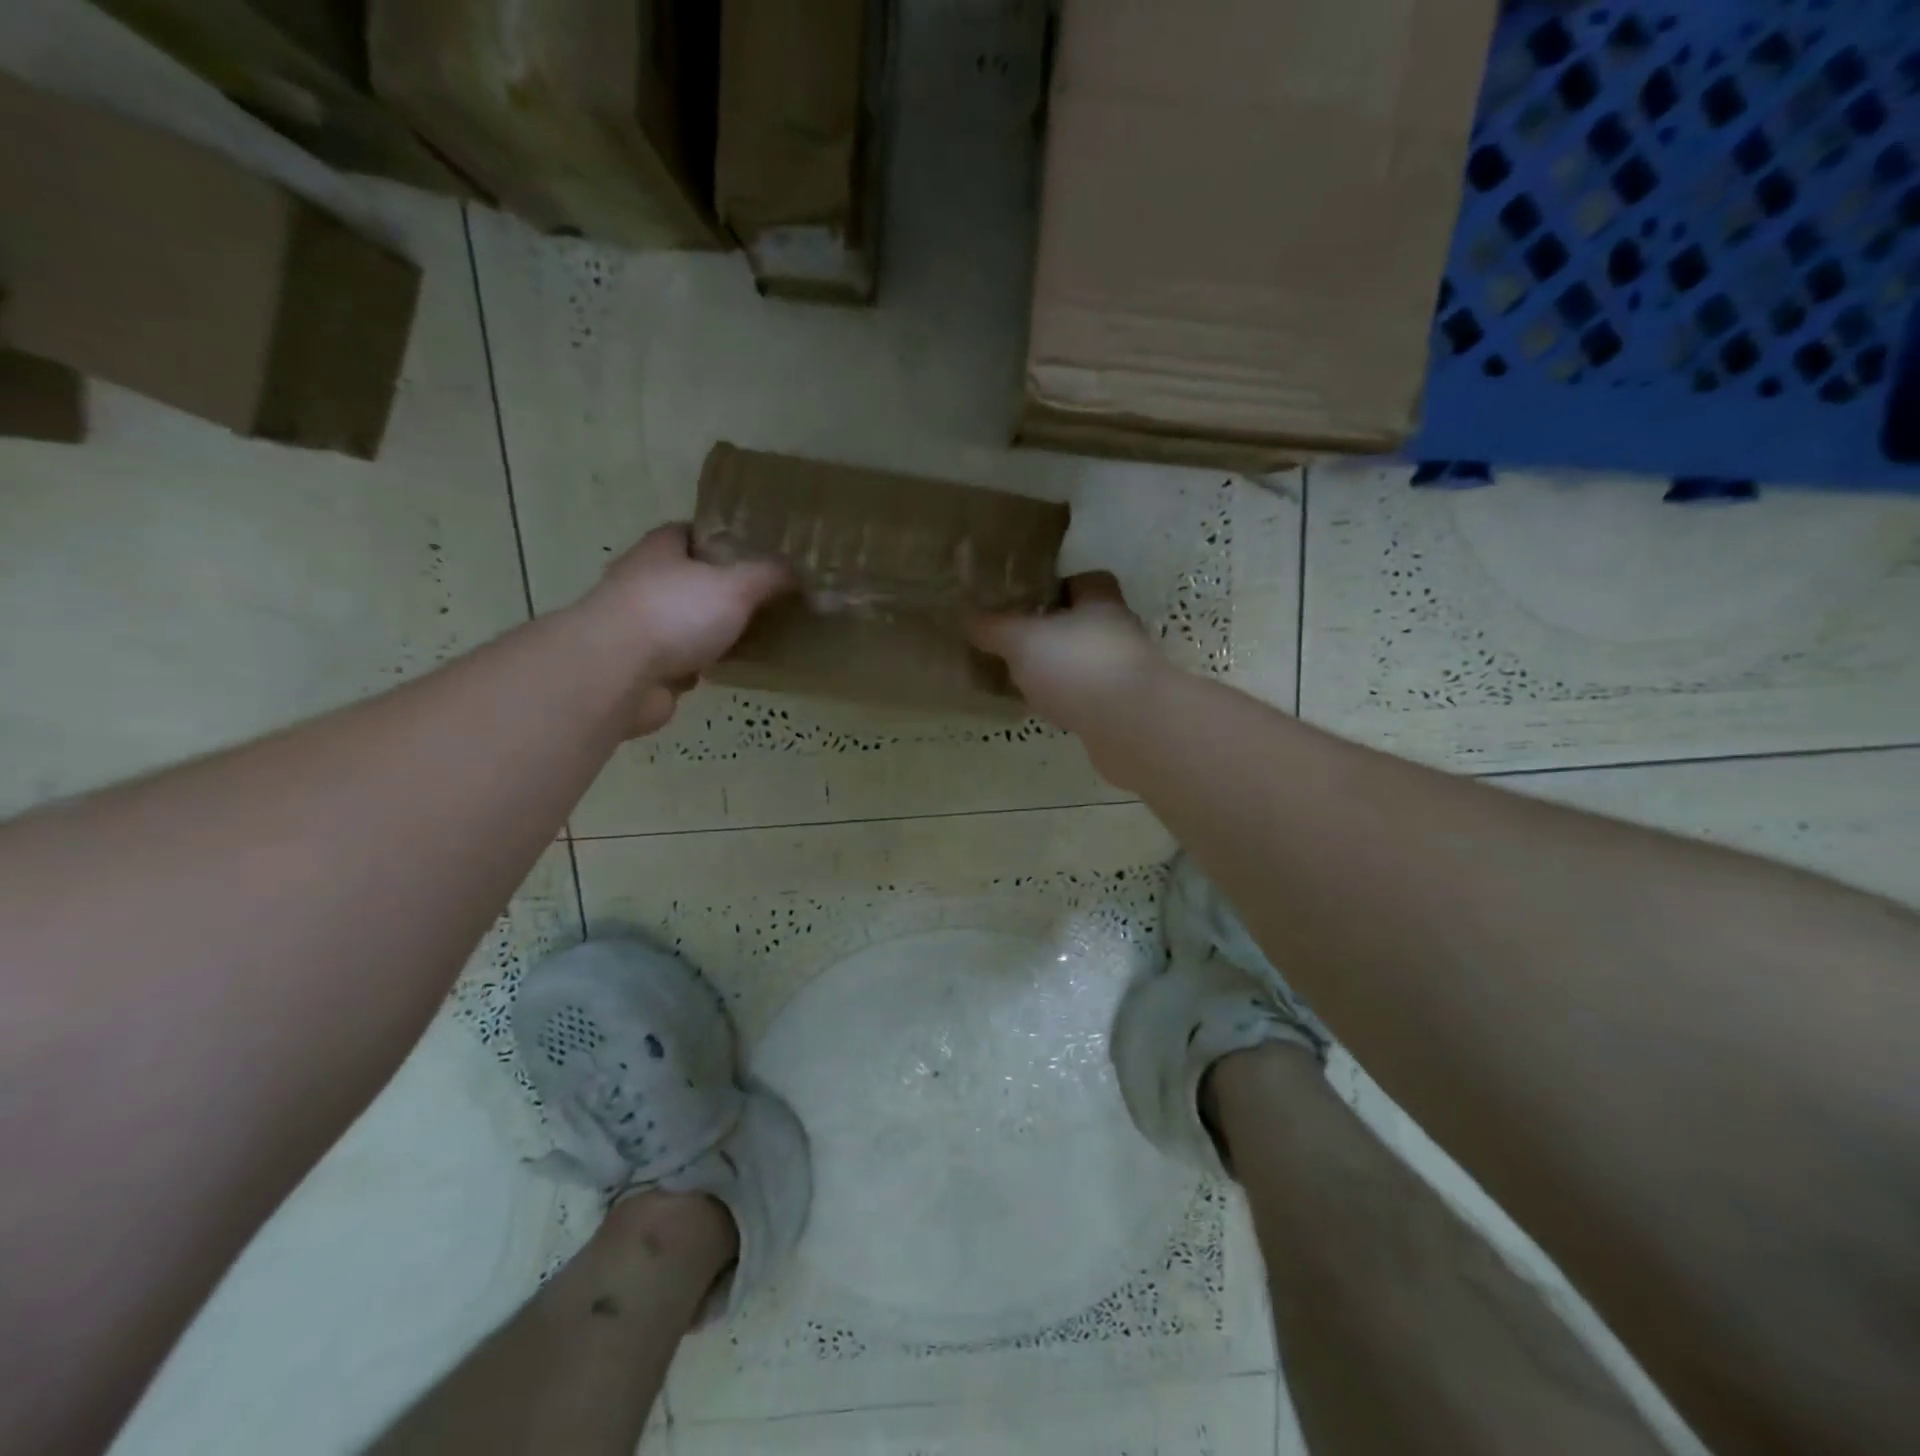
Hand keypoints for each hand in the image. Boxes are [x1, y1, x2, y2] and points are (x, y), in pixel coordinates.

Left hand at [580, 524, 791, 734]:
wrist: (617, 673)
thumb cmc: (675, 613)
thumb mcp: (736, 586)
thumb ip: (771, 576)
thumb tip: (803, 572)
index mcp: (660, 551)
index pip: (690, 533)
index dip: (721, 539)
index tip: (756, 552)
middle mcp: (644, 582)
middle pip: (690, 579)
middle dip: (723, 589)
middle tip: (767, 598)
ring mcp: (641, 628)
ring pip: (687, 623)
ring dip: (714, 631)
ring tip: (758, 635)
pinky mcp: (644, 668)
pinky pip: (684, 661)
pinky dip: (704, 665)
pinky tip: (733, 669)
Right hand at [968, 571, 1166, 733]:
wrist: (1132, 727)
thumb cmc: (1078, 666)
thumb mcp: (1022, 640)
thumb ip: (993, 627)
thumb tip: (967, 616)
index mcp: (1101, 601)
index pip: (1086, 581)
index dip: (1057, 588)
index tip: (1026, 602)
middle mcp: (1119, 631)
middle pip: (1084, 623)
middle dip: (1053, 632)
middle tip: (1016, 644)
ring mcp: (1126, 672)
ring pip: (1086, 662)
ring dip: (1061, 670)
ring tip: (1024, 680)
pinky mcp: (1125, 708)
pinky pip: (1090, 697)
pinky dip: (1070, 701)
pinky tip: (1047, 712)